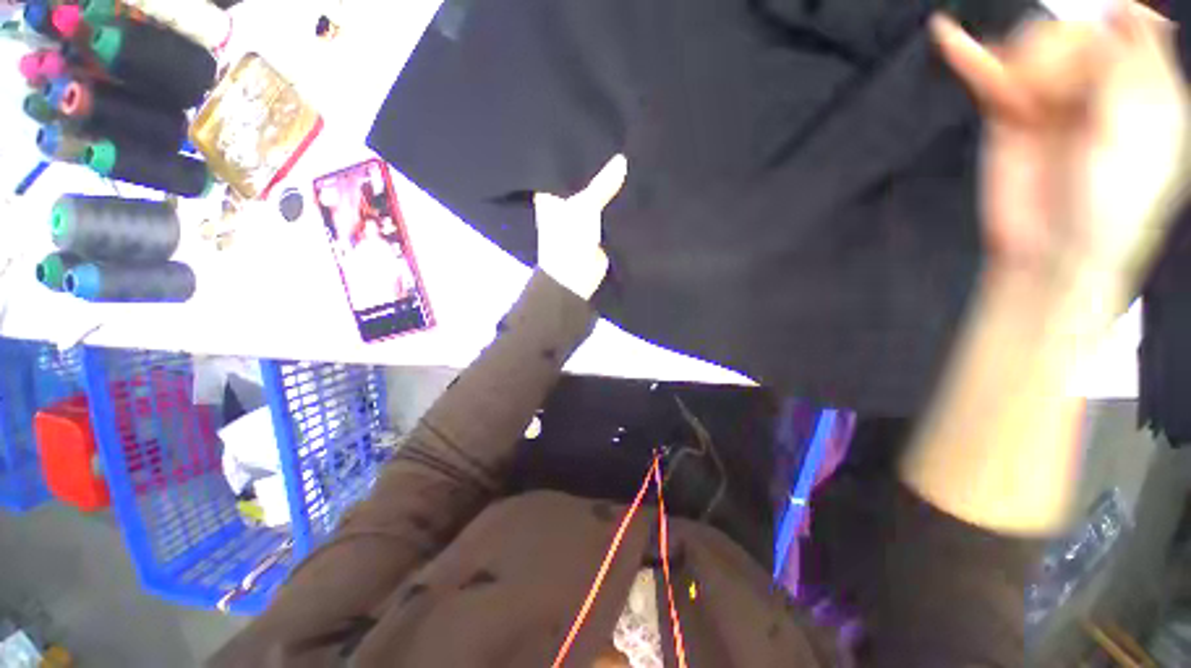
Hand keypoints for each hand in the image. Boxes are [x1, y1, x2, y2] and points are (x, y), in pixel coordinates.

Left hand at [534, 154, 627, 299]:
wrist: (576, 278)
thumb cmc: (569, 239)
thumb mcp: (584, 206)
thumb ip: (602, 183)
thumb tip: (622, 159)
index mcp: (551, 194)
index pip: (563, 167)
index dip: (576, 153)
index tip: (593, 133)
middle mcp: (564, 203)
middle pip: (582, 181)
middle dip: (598, 169)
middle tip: (617, 142)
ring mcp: (581, 217)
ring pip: (597, 197)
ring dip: (609, 187)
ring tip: (628, 158)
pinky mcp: (597, 230)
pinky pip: (608, 212)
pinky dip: (617, 204)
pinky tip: (631, 187)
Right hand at [932, 4, 1190, 288]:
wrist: (1052, 252)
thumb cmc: (1112, 201)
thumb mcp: (1142, 129)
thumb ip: (1136, 65)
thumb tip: (1124, 10)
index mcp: (1141, 85)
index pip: (1120, 25)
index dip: (1103, 33)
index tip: (1093, 68)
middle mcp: (1097, 84)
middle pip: (1072, 32)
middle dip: (1061, 55)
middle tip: (1057, 100)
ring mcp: (1049, 99)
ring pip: (1031, 46)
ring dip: (1024, 63)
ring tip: (1025, 104)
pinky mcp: (1006, 117)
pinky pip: (985, 75)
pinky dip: (965, 54)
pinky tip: (944, 33)